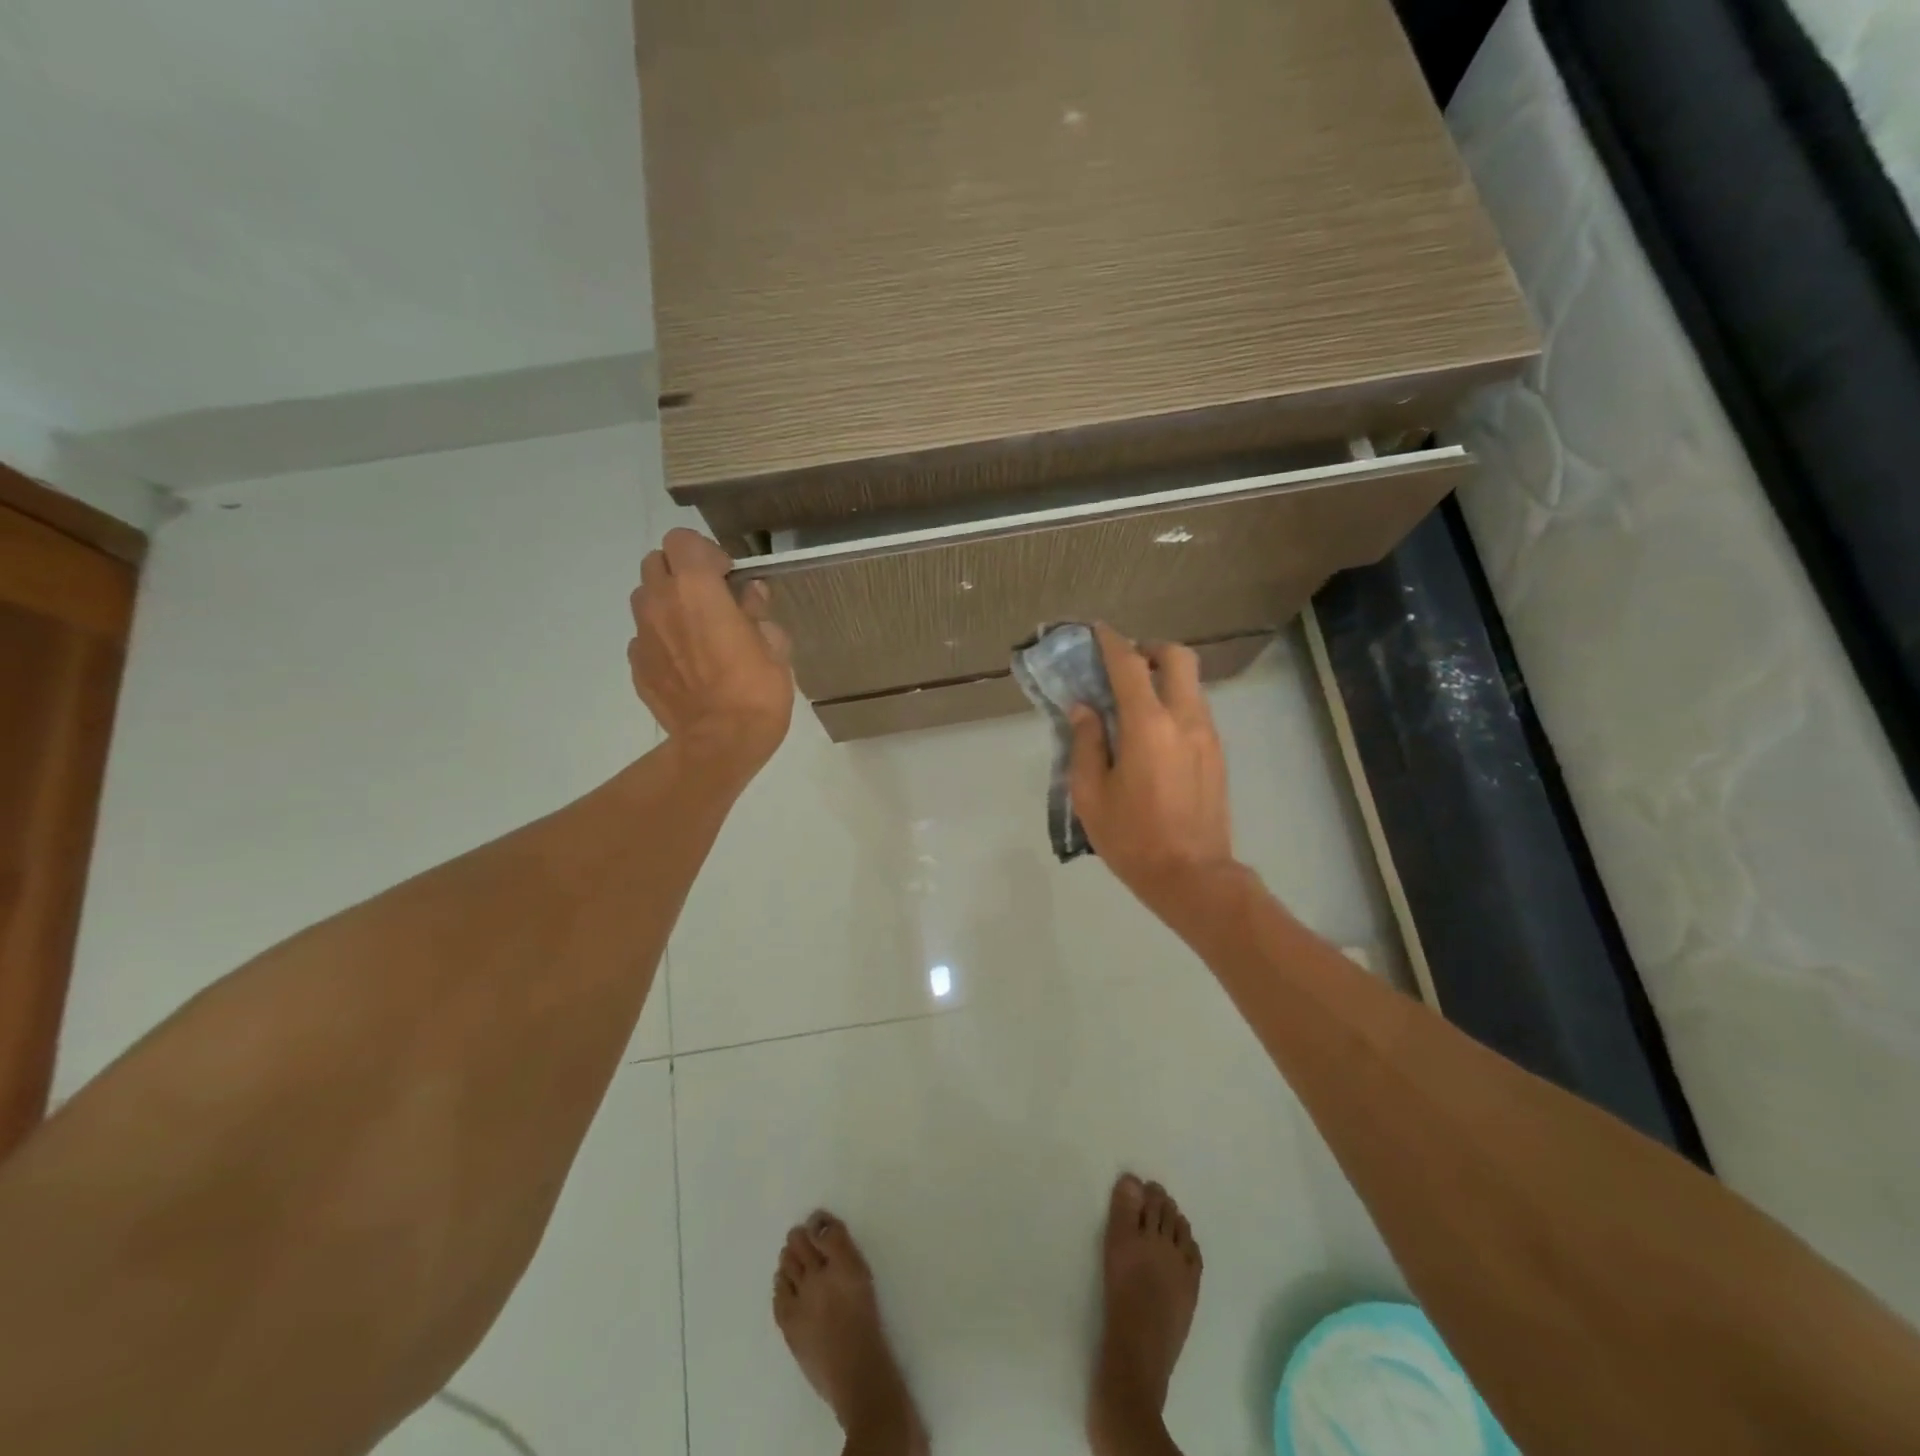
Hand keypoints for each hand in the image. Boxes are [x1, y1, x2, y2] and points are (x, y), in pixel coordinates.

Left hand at [629, 529, 793, 778]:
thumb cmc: (756, 690)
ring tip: (694, 630)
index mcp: (696, 589)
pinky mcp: (637, 665)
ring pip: (644, 598)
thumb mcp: (774, 647)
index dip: (706, 552)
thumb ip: (758, 613)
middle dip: (680, 571)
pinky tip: (686, 663)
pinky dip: (662, 639)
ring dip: (667, 603)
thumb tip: (751, 596)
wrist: (720, 743)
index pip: (682, 540)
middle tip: (709, 598)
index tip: (728, 576)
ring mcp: (642, 635)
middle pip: (655, 562)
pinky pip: (645, 638)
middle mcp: (660, 603)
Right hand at [1069, 624, 1238, 917]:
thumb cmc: (1132, 838)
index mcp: (1148, 727)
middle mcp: (1184, 720)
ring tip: (1135, 702)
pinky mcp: (1217, 754)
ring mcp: (1207, 736)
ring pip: (1191, 684)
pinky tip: (1153, 734)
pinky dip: (1175, 703)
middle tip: (1125, 665)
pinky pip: (1196, 710)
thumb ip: (1086, 744)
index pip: (1129, 666)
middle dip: (1150, 650)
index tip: (1097, 631)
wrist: (1192, 876)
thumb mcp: (1090, 794)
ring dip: (1164, 678)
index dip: (1112, 642)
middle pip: (1178, 658)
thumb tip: (1084, 709)